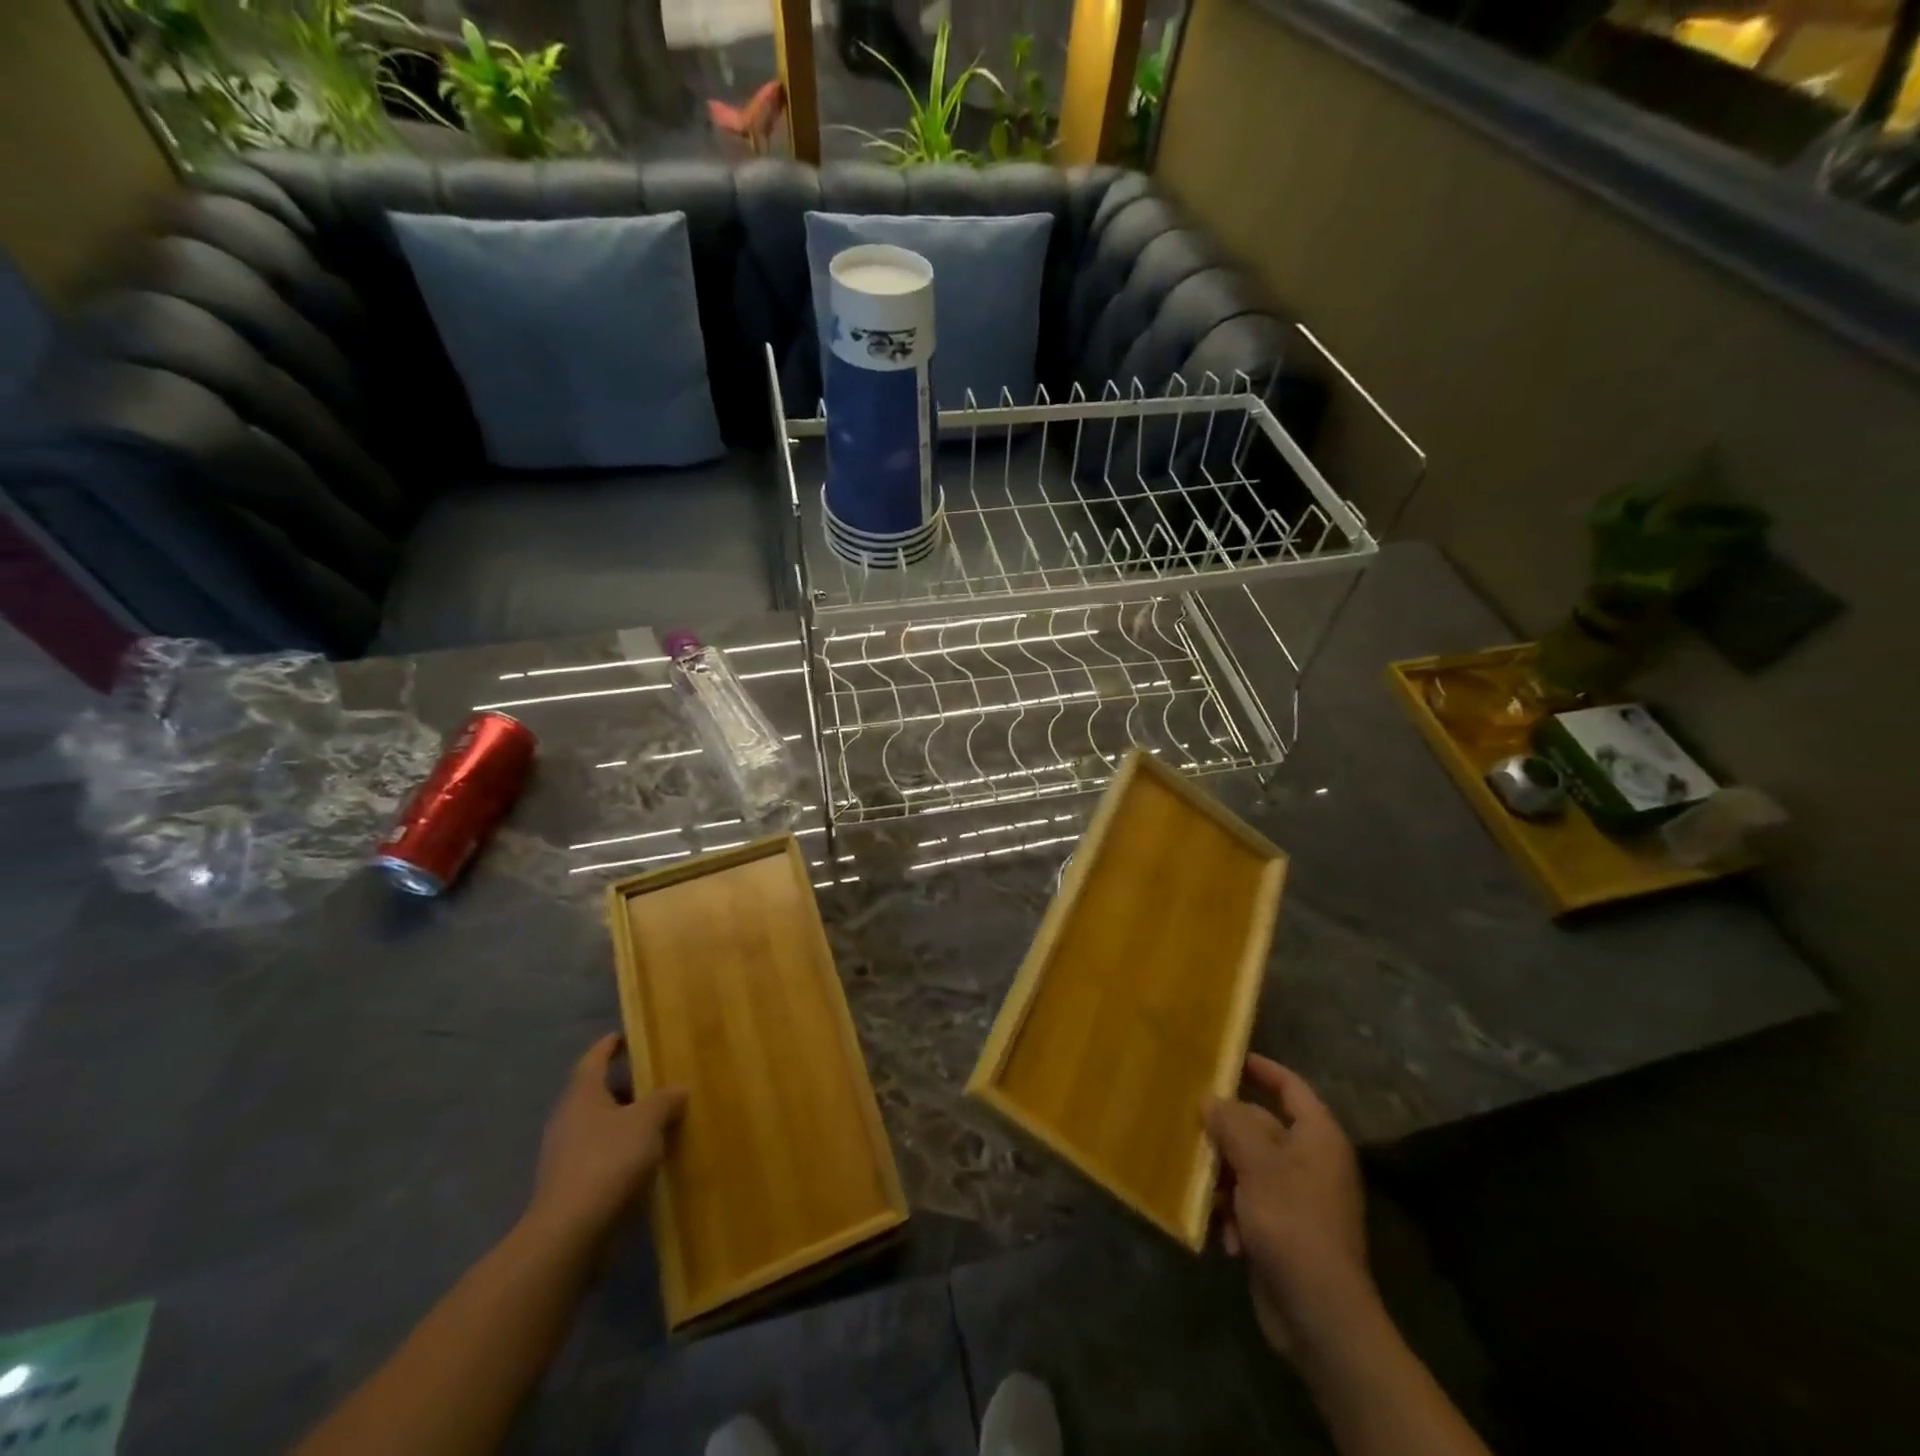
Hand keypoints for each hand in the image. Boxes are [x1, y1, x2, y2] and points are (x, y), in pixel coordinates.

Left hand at [525, 1034, 685, 1250]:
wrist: (571, 1232)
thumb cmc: (609, 1160)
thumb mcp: (648, 1120)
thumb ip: (665, 1100)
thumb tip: (678, 1090)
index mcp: (582, 1094)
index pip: (594, 1059)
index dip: (610, 1045)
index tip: (626, 1035)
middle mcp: (568, 1119)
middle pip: (598, 1093)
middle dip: (626, 1086)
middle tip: (657, 1081)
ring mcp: (565, 1154)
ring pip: (600, 1126)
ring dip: (626, 1122)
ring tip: (660, 1121)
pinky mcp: (571, 1186)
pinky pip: (601, 1155)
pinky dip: (622, 1151)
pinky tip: (647, 1159)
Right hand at [1206, 1055, 1376, 1358]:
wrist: (1320, 1316)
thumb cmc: (1292, 1223)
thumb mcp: (1257, 1164)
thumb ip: (1232, 1124)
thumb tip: (1211, 1099)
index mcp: (1317, 1138)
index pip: (1290, 1086)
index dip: (1261, 1069)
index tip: (1226, 1058)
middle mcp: (1312, 1162)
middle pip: (1261, 1127)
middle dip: (1225, 1133)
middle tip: (1189, 1126)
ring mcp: (1300, 1198)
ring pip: (1249, 1166)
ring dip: (1223, 1177)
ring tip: (1202, 1187)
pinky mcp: (1286, 1231)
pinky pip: (1251, 1203)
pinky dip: (1233, 1212)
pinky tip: (1222, 1231)